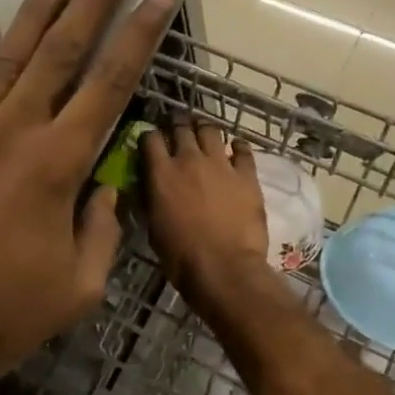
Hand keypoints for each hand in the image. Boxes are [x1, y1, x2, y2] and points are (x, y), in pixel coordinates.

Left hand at [0, 0, 177, 394]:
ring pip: (6, 58)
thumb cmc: (0, 317)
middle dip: (93, 1)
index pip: (110, 84)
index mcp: (57, 165)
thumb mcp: (77, 288)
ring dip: (35, 11)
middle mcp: (12, 133)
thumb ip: (101, 230)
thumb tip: (108, 187)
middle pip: (60, 52)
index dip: (139, 36)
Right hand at [141, 119, 273, 309]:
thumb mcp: (153, 227)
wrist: (224, 268)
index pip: (150, 138)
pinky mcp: (247, 174)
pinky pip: (243, 149)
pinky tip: (235, 150)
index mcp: (161, 174)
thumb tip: (148, 185)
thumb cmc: (181, 256)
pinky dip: (237, 147)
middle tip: (178, 130)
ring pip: (211, 131)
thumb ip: (150, 199)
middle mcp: (189, 160)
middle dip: (177, 125)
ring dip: (204, 130)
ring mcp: (221, 164)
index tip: (150, 141)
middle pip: (181, 127)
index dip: (149, 136)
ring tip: (205, 136)